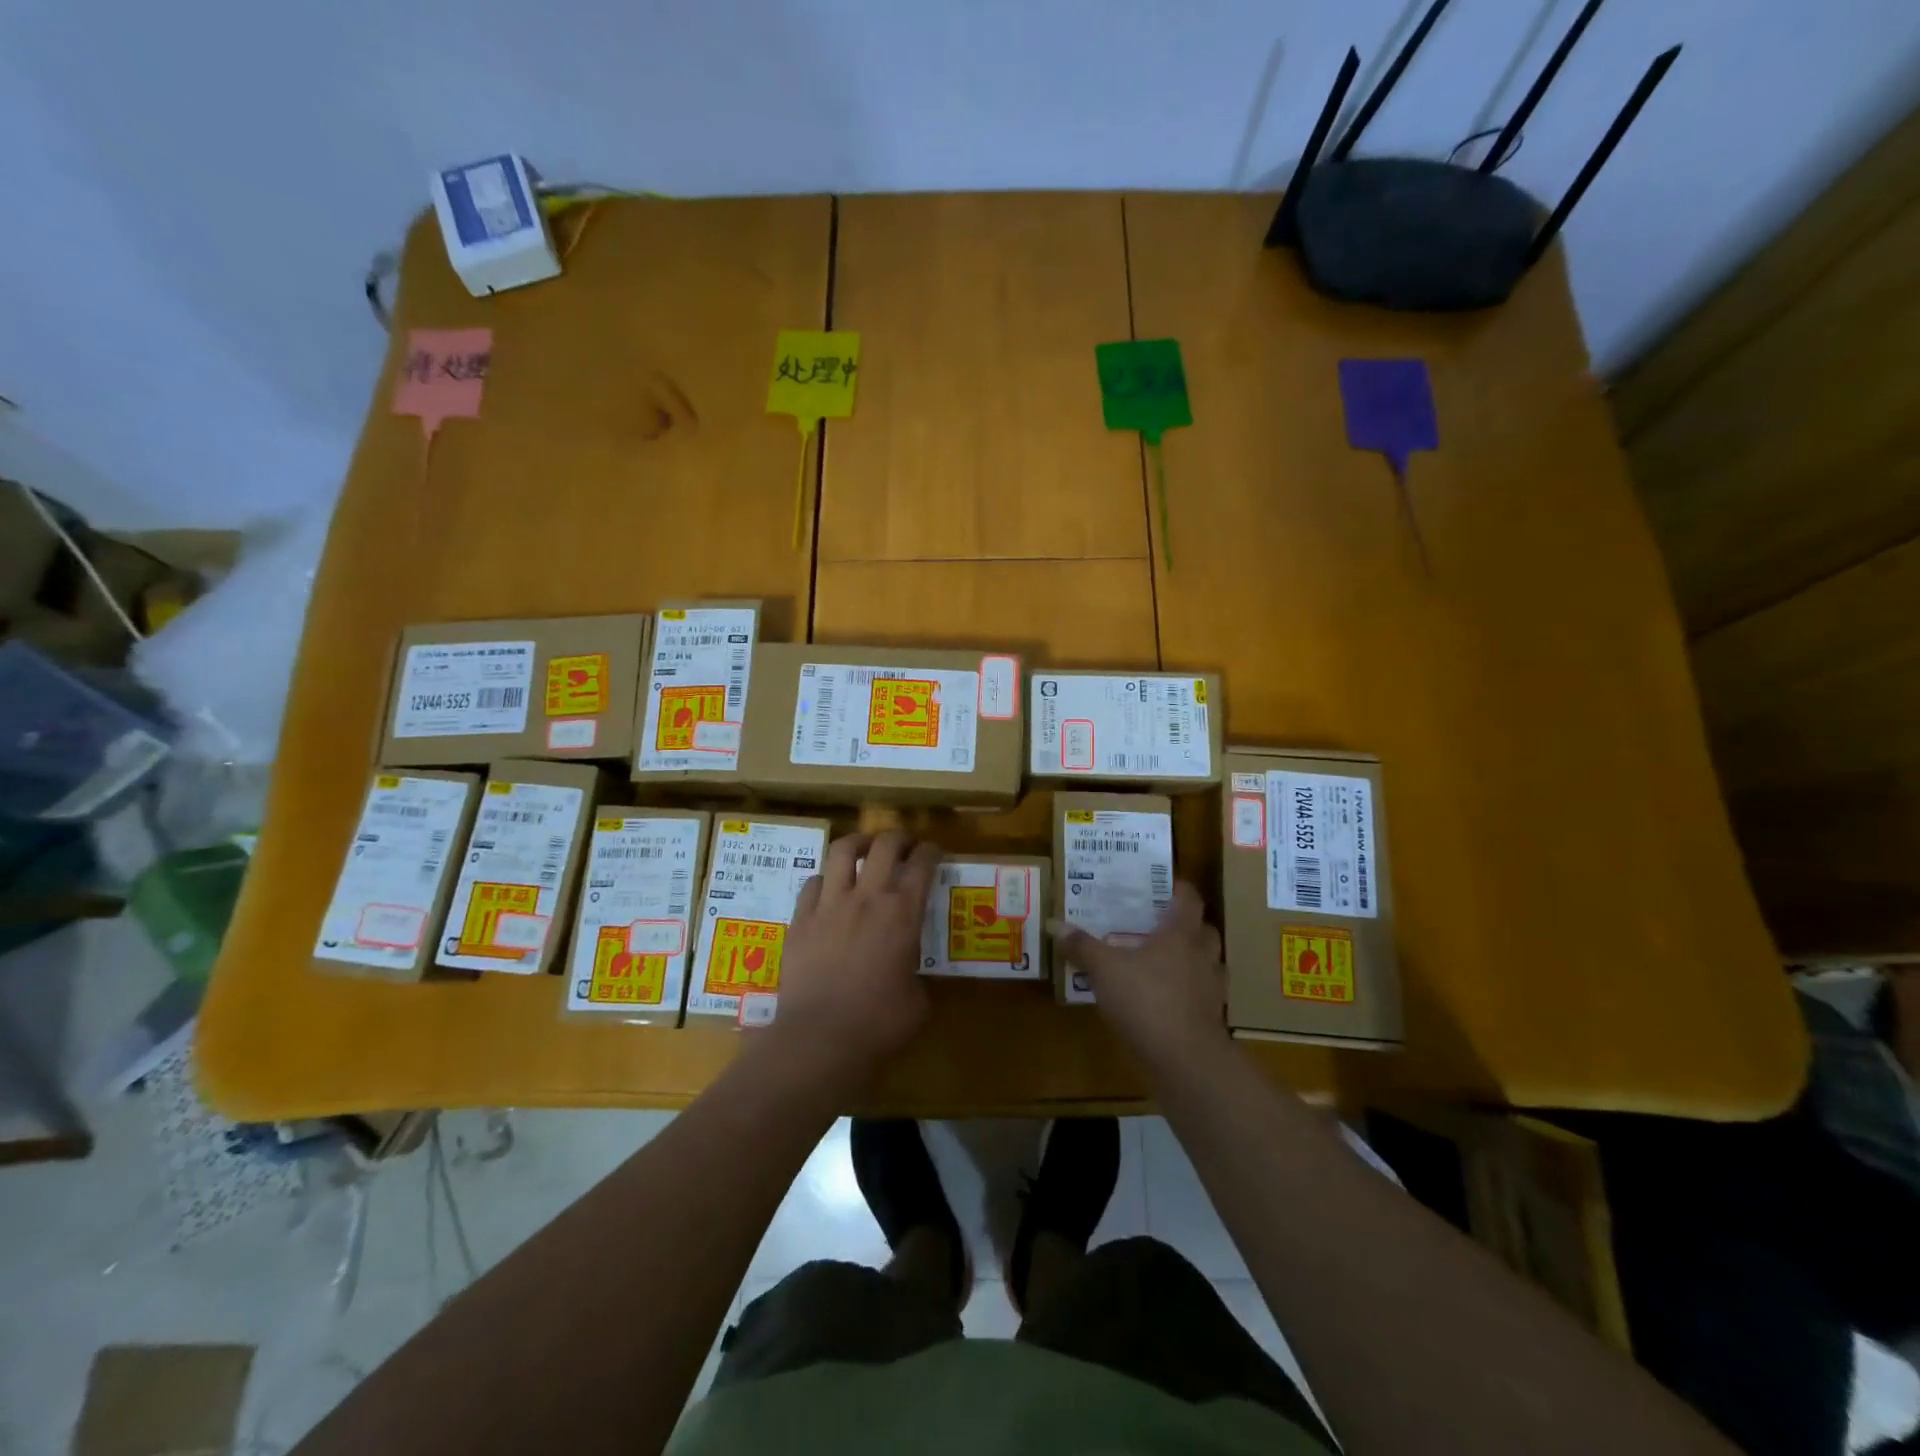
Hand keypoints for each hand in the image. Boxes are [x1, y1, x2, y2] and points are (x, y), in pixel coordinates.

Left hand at [762, 830, 941, 1086]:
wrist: (820, 1039)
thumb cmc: (879, 1024)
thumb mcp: (917, 1000)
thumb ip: (915, 973)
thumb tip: (909, 972)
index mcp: (903, 913)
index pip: (923, 864)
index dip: (932, 851)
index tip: (934, 852)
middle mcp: (867, 897)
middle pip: (885, 844)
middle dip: (899, 837)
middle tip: (904, 845)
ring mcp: (829, 905)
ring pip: (842, 851)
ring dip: (858, 843)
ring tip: (864, 849)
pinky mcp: (800, 920)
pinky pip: (812, 884)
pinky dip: (825, 880)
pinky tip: (829, 890)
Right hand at [1050, 882, 1230, 1072]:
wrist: (1185, 1059)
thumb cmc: (1146, 1000)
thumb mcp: (1104, 969)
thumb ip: (1082, 946)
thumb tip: (1054, 924)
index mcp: (1180, 933)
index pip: (1189, 898)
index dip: (1179, 888)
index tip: (1164, 885)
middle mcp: (1202, 954)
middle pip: (1205, 929)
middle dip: (1188, 925)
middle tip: (1161, 924)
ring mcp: (1212, 988)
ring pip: (1209, 963)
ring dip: (1194, 959)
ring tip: (1167, 961)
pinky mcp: (1212, 1018)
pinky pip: (1204, 995)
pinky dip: (1191, 992)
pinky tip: (1170, 998)